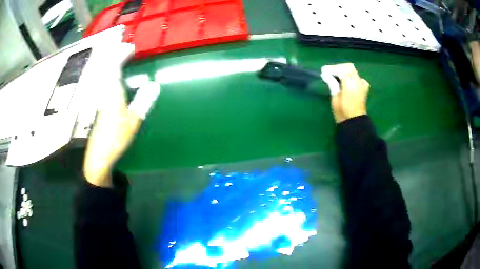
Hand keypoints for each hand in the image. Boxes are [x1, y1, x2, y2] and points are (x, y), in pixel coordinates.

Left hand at [83, 43, 159, 186]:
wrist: (99, 156)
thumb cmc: (116, 139)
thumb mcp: (133, 122)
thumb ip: (143, 102)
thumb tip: (154, 85)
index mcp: (111, 93)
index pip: (113, 66)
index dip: (120, 54)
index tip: (130, 48)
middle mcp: (103, 91)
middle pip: (104, 67)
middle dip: (113, 55)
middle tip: (123, 49)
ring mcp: (99, 98)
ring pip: (101, 74)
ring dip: (108, 63)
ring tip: (118, 58)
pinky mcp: (98, 104)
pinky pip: (101, 82)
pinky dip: (106, 74)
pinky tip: (113, 77)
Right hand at [322, 63, 369, 122]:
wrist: (355, 123)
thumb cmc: (343, 112)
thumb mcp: (335, 98)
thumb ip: (332, 84)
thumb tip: (326, 75)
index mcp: (350, 84)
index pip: (340, 70)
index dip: (331, 69)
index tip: (323, 71)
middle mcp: (357, 82)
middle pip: (348, 67)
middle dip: (338, 67)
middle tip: (329, 71)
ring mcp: (362, 85)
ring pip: (354, 71)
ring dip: (345, 71)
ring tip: (337, 75)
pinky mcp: (364, 89)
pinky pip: (359, 79)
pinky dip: (353, 77)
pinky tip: (348, 81)